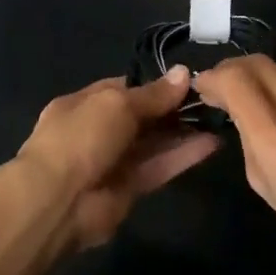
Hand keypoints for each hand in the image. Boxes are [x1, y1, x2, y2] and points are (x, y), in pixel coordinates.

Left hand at [17, 69, 219, 251]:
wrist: (58, 200)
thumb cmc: (81, 137)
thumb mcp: (116, 104)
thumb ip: (152, 94)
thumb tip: (183, 74)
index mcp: (83, 103)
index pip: (122, 89)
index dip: (153, 86)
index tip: (186, 82)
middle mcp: (97, 130)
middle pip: (140, 117)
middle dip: (171, 110)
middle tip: (209, 101)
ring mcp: (113, 161)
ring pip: (153, 143)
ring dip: (182, 133)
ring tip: (217, 120)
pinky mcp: (130, 189)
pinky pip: (159, 167)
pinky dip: (182, 156)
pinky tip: (211, 144)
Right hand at [195, 56, 275, 274]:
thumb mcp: (266, 188)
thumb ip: (247, 138)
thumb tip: (233, 103)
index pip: (236, 81)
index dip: (213, 77)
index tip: (205, 87)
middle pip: (260, 64)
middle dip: (237, 72)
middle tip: (229, 88)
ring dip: (270, 82)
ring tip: (270, 104)